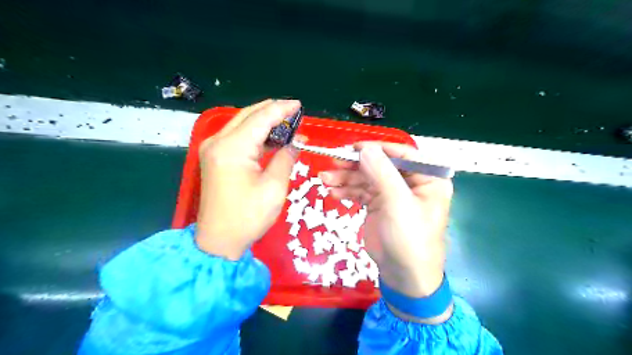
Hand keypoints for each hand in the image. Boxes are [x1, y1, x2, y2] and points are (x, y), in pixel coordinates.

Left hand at [195, 101, 299, 259]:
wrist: (218, 241)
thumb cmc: (248, 217)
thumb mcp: (274, 187)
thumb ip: (285, 158)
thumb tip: (295, 142)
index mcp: (232, 147)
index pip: (261, 118)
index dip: (282, 109)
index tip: (300, 105)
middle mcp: (218, 141)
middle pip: (249, 115)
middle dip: (273, 111)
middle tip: (295, 113)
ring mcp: (213, 149)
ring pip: (242, 124)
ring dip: (265, 122)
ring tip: (288, 124)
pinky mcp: (214, 158)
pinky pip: (238, 137)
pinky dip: (256, 135)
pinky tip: (271, 138)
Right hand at [323, 142, 451, 304]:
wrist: (403, 275)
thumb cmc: (410, 237)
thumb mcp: (398, 203)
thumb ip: (382, 172)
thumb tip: (365, 148)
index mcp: (427, 178)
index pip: (402, 154)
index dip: (378, 148)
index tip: (354, 147)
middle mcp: (410, 183)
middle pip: (380, 165)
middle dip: (355, 165)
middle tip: (332, 162)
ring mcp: (392, 194)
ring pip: (367, 178)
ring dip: (346, 178)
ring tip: (325, 179)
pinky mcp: (378, 206)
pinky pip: (362, 192)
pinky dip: (347, 191)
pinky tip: (333, 192)